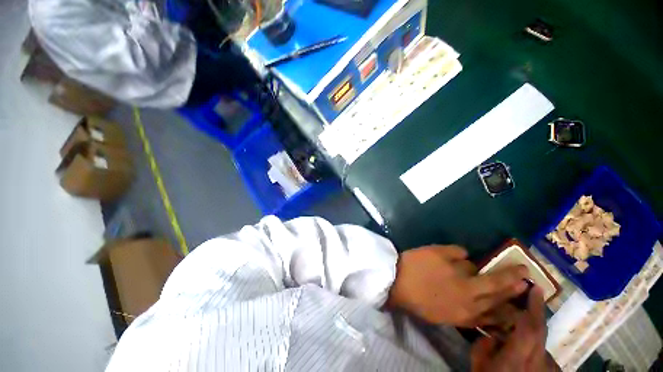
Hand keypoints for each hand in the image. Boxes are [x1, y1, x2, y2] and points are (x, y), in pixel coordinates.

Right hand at [386, 245, 528, 326]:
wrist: (398, 284)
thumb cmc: (417, 265)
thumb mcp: (436, 252)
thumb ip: (457, 254)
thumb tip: (470, 261)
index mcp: (465, 286)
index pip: (496, 282)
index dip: (511, 276)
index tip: (525, 271)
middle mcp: (469, 304)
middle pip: (496, 300)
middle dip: (513, 292)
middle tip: (526, 286)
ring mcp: (461, 315)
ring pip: (490, 316)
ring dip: (507, 311)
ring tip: (519, 307)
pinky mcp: (451, 320)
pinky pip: (477, 322)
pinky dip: (490, 321)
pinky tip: (494, 318)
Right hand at [471, 286, 558, 371]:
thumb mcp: (478, 362)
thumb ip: (484, 343)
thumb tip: (493, 329)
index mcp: (516, 357)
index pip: (530, 328)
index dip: (534, 307)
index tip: (534, 287)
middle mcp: (536, 361)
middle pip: (541, 330)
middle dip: (538, 309)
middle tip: (534, 291)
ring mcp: (545, 366)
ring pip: (543, 338)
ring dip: (535, 324)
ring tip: (525, 314)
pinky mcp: (548, 369)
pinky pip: (543, 349)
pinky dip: (536, 339)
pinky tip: (526, 340)